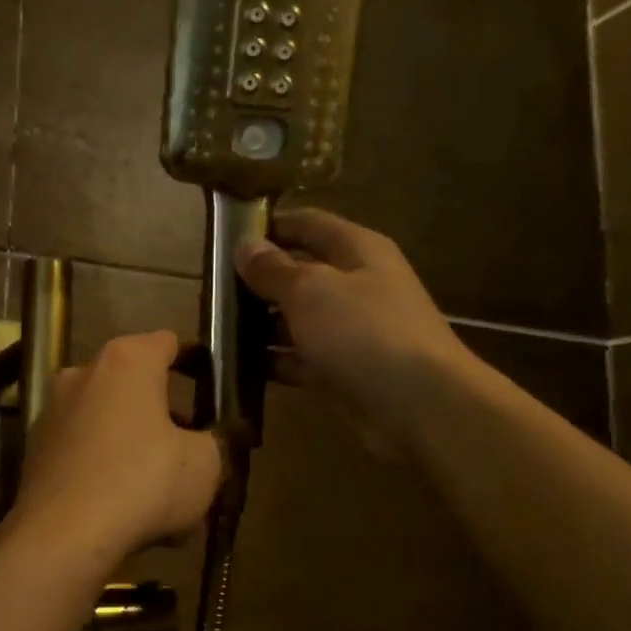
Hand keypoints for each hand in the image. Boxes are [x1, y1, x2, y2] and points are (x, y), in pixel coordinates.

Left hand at [12, 331, 222, 563]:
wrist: (62, 536)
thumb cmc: (143, 483)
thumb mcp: (205, 464)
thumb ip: (216, 442)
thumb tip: (210, 442)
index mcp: (127, 361)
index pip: (168, 343)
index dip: (196, 362)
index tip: (213, 388)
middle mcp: (83, 374)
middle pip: (135, 385)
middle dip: (164, 413)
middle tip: (191, 447)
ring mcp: (54, 411)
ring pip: (109, 421)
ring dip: (136, 444)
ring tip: (161, 489)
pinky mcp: (36, 450)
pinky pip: (86, 451)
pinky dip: (107, 468)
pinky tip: (126, 507)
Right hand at [236, 208, 465, 447]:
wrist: (419, 405)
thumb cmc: (364, 332)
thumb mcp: (311, 291)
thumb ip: (274, 269)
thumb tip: (245, 246)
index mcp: (357, 251)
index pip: (307, 224)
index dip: (269, 226)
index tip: (225, 237)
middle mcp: (356, 286)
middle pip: (300, 273)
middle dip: (258, 281)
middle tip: (211, 290)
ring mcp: (350, 331)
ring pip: (297, 319)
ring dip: (260, 325)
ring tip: (215, 328)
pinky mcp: (342, 370)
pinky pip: (300, 358)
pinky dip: (273, 361)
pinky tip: (237, 366)